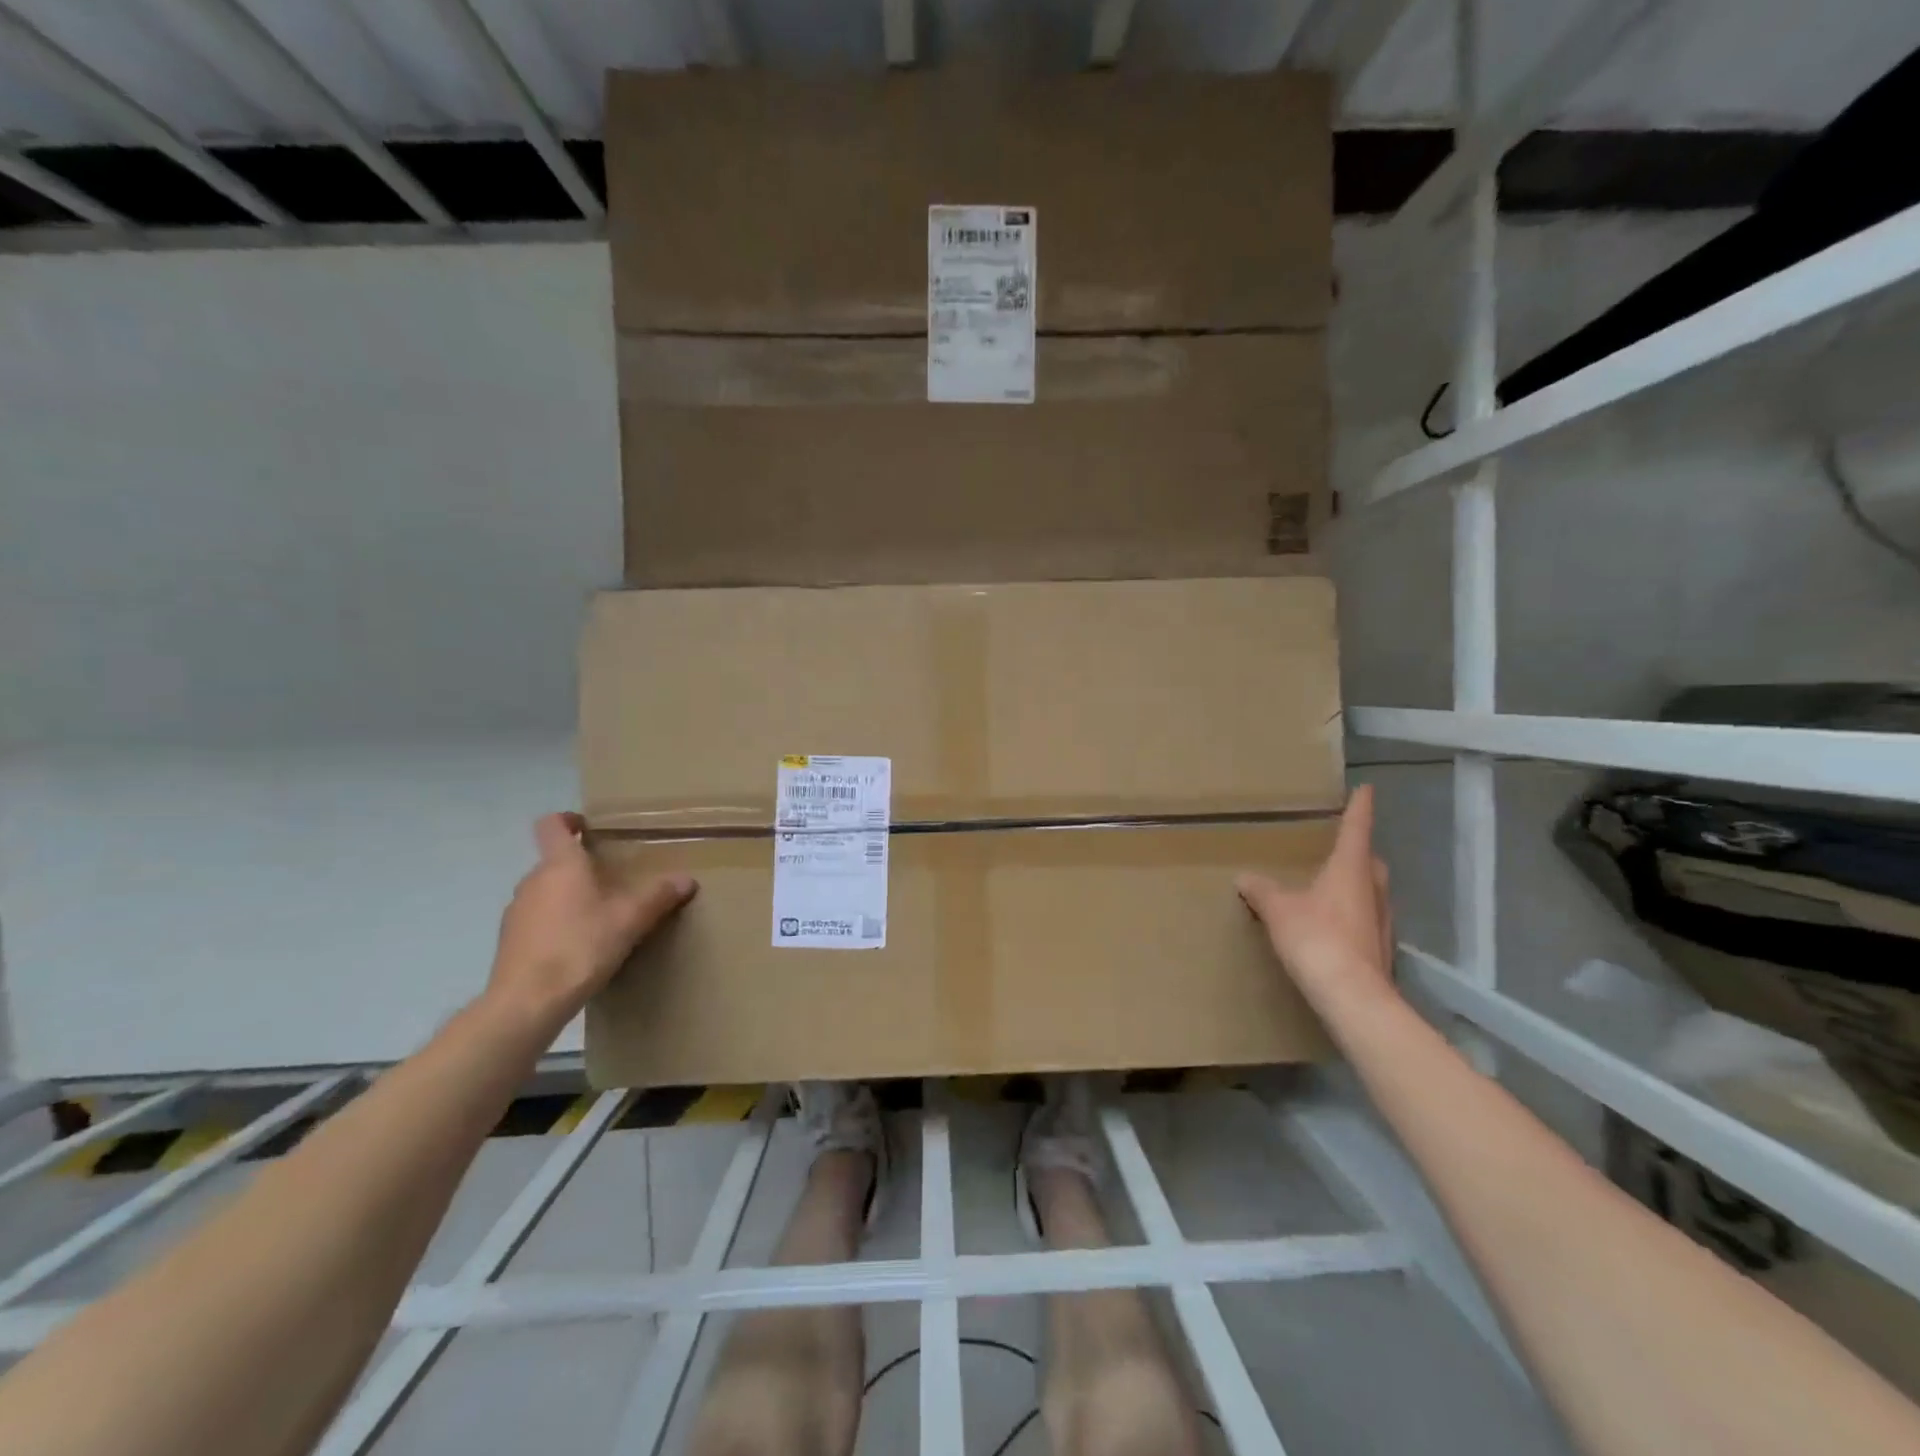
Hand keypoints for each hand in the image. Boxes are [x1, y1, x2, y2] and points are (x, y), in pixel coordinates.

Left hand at [487, 813, 696, 1027]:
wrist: (527, 1003)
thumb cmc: (580, 947)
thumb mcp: (630, 920)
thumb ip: (658, 896)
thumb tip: (687, 879)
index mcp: (560, 865)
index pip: (552, 825)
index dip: (569, 819)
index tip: (589, 827)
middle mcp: (533, 881)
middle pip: (555, 861)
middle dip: (582, 866)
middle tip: (614, 880)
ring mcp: (516, 911)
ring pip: (547, 891)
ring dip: (569, 896)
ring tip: (600, 917)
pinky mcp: (510, 941)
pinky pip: (538, 919)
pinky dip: (557, 923)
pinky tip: (579, 947)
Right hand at [1236, 786, 1397, 1011]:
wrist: (1352, 997)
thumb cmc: (1316, 938)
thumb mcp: (1278, 909)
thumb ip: (1262, 890)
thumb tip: (1244, 877)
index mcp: (1350, 870)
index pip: (1357, 829)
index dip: (1360, 808)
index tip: (1366, 789)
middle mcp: (1373, 890)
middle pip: (1371, 862)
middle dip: (1359, 851)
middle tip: (1341, 846)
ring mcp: (1381, 921)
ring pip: (1372, 892)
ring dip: (1357, 885)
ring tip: (1331, 886)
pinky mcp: (1379, 949)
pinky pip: (1366, 919)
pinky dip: (1352, 914)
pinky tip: (1333, 925)